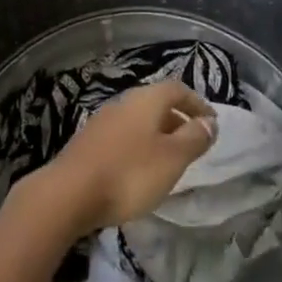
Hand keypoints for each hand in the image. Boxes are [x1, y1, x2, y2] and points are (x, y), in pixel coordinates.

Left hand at [23, 81, 217, 235]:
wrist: (69, 192)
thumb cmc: (129, 173)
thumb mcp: (171, 159)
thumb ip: (193, 138)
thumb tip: (210, 121)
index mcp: (146, 99)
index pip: (178, 89)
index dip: (197, 103)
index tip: (212, 123)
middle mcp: (125, 101)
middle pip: (158, 103)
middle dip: (178, 119)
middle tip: (194, 143)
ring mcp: (104, 120)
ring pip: (140, 120)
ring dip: (158, 134)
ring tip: (169, 160)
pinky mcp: (90, 141)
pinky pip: (124, 135)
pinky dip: (140, 145)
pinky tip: (140, 170)